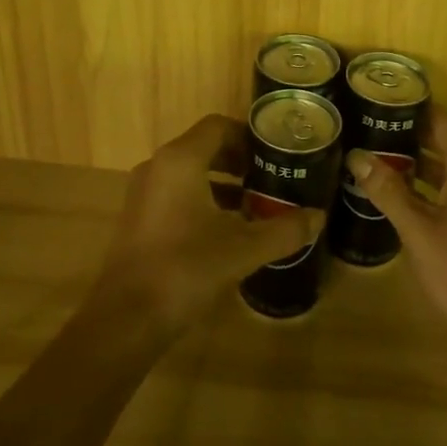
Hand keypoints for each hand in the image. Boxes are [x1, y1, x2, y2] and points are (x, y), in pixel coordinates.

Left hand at [90, 115, 325, 337]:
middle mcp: (158, 167)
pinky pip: (175, 193)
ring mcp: (143, 193)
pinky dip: (202, 199)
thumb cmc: (186, 269)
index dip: (248, 135)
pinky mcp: (138, 218)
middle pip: (203, 146)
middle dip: (238, 159)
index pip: (218, 126)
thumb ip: (284, 230)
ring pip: (189, 172)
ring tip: (255, 201)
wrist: (126, 319)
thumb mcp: (243, 249)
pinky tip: (226, 228)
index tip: (275, 153)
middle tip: (271, 176)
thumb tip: (319, 217)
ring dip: (221, 181)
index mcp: (180, 160)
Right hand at [345, 110, 446, 345]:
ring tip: (375, 152)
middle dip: (408, 132)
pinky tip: (396, 190)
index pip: (442, 122)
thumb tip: (357, 156)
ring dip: (415, 159)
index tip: (380, 99)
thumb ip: (388, 191)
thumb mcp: (418, 229)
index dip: (414, 107)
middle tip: (368, 125)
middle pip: (444, 141)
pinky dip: (426, 182)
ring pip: (446, 166)